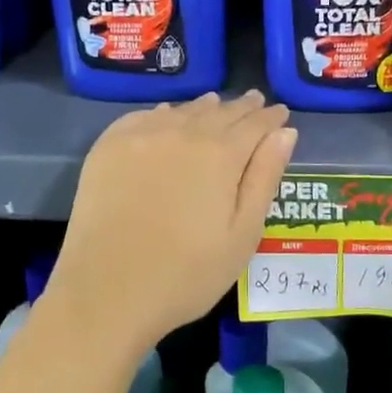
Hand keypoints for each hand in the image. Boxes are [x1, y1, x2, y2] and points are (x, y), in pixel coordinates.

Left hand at [50, 91, 297, 354]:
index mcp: (221, 154)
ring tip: (216, 105)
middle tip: (254, 100)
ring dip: (204, 108)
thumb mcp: (242, 234)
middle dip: (241, 107)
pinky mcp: (108, 146)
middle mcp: (182, 132)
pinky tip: (167, 117)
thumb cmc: (186, 273)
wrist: (106, 291)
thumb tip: (284, 133)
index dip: (270, 117)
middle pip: (219, 111)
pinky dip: (164, 114)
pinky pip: (145, 117)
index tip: (281, 111)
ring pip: (182, 111)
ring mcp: (141, 135)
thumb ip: (264, 178)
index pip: (255, 124)